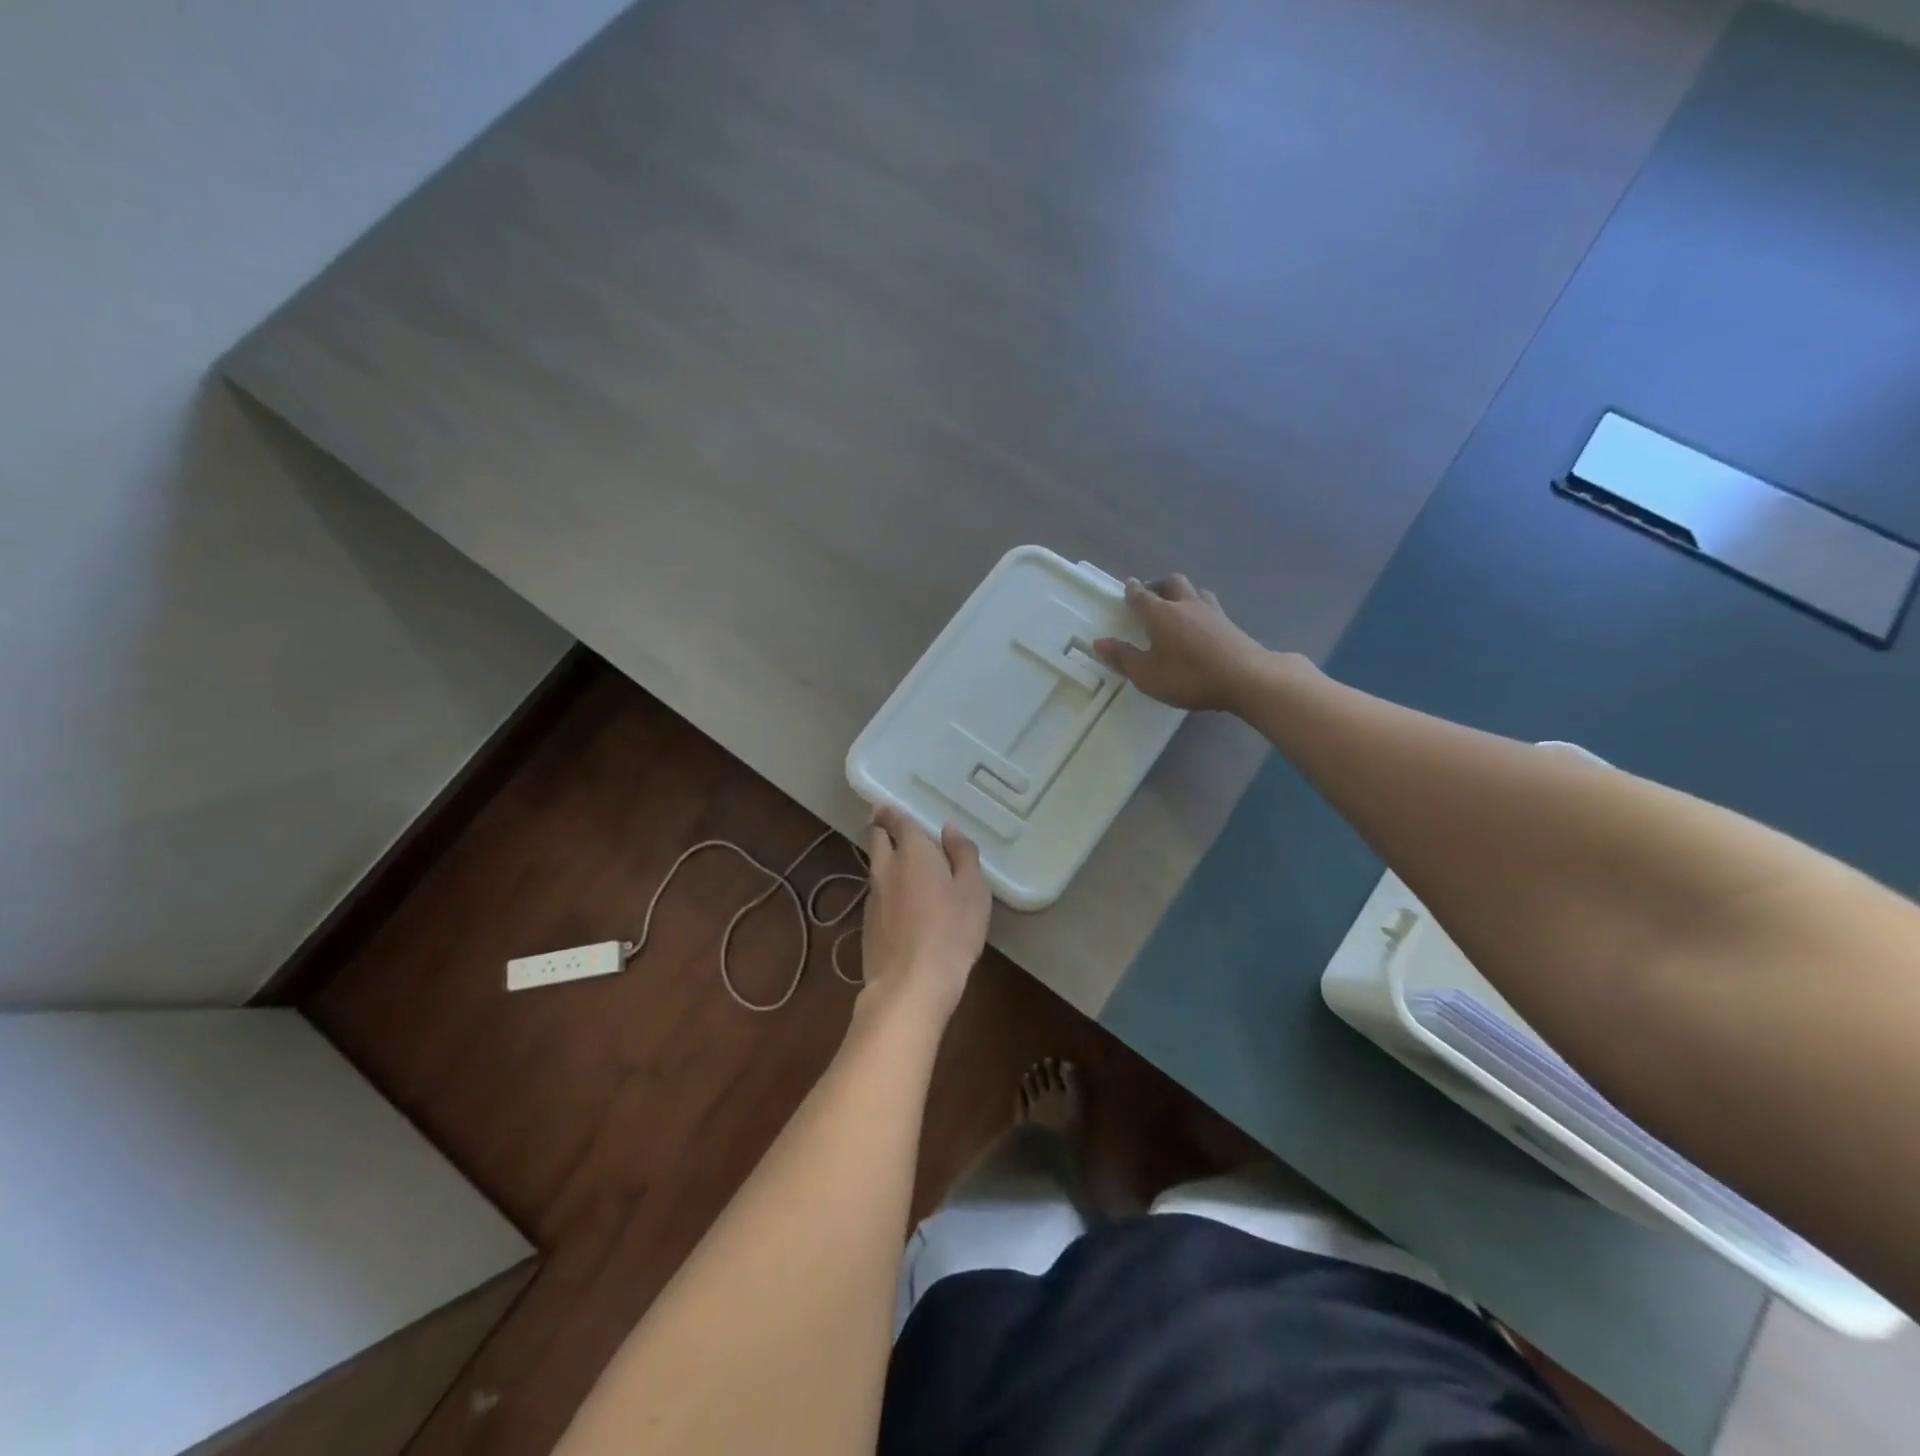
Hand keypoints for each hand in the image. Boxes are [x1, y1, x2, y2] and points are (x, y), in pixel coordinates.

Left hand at [859, 805, 990, 1021]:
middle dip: (878, 829)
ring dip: (882, 860)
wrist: (910, 984)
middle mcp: (886, 868)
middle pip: (873, 839)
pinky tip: (900, 905)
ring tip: (900, 866)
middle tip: (888, 827)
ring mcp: (872, 897)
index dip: (891, 812)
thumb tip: (949, 830)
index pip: (896, 822)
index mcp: (912, 852)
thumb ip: (963, 855)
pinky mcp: (867, 924)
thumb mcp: (973, 890)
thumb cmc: (951, 931)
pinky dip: (885, 890)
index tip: (886, 807)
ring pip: (873, 867)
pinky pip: (876, 894)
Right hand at [1093, 575, 1271, 711]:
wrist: (1247, 677)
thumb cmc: (1189, 676)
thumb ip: (1123, 657)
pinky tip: (1202, 625)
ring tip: (1178, 607)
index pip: (1141, 595)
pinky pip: (1211, 607)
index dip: (1132, 590)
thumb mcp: (1147, 674)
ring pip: (1195, 591)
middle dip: (1159, 585)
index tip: (1128, 585)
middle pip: (1171, 582)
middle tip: (1151, 595)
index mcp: (1160, 613)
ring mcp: (1212, 612)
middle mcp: (1185, 604)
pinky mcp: (1230, 623)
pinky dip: (1201, 610)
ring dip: (1183, 594)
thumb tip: (1098, 642)